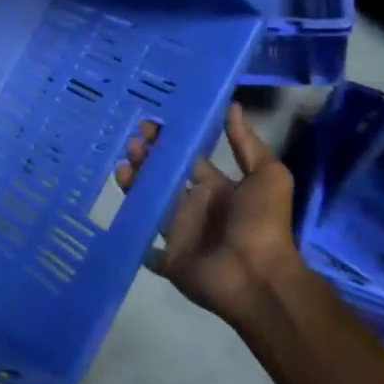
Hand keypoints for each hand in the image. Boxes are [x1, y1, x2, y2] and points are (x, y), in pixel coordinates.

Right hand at [116, 103, 302, 325]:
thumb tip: (232, 105)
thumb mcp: (268, 176)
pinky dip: (131, 225)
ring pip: (148, 201)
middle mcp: (195, 205)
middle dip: (146, 157)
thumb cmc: (263, 223)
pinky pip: (144, 237)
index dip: (170, 141)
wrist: (257, 278)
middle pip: (163, 176)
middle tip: (130, 140)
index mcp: (217, 187)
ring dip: (134, 183)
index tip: (149, 120)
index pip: (187, 157)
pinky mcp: (166, 255)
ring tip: (122, 166)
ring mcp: (178, 231)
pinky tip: (115, 204)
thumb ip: (247, 143)